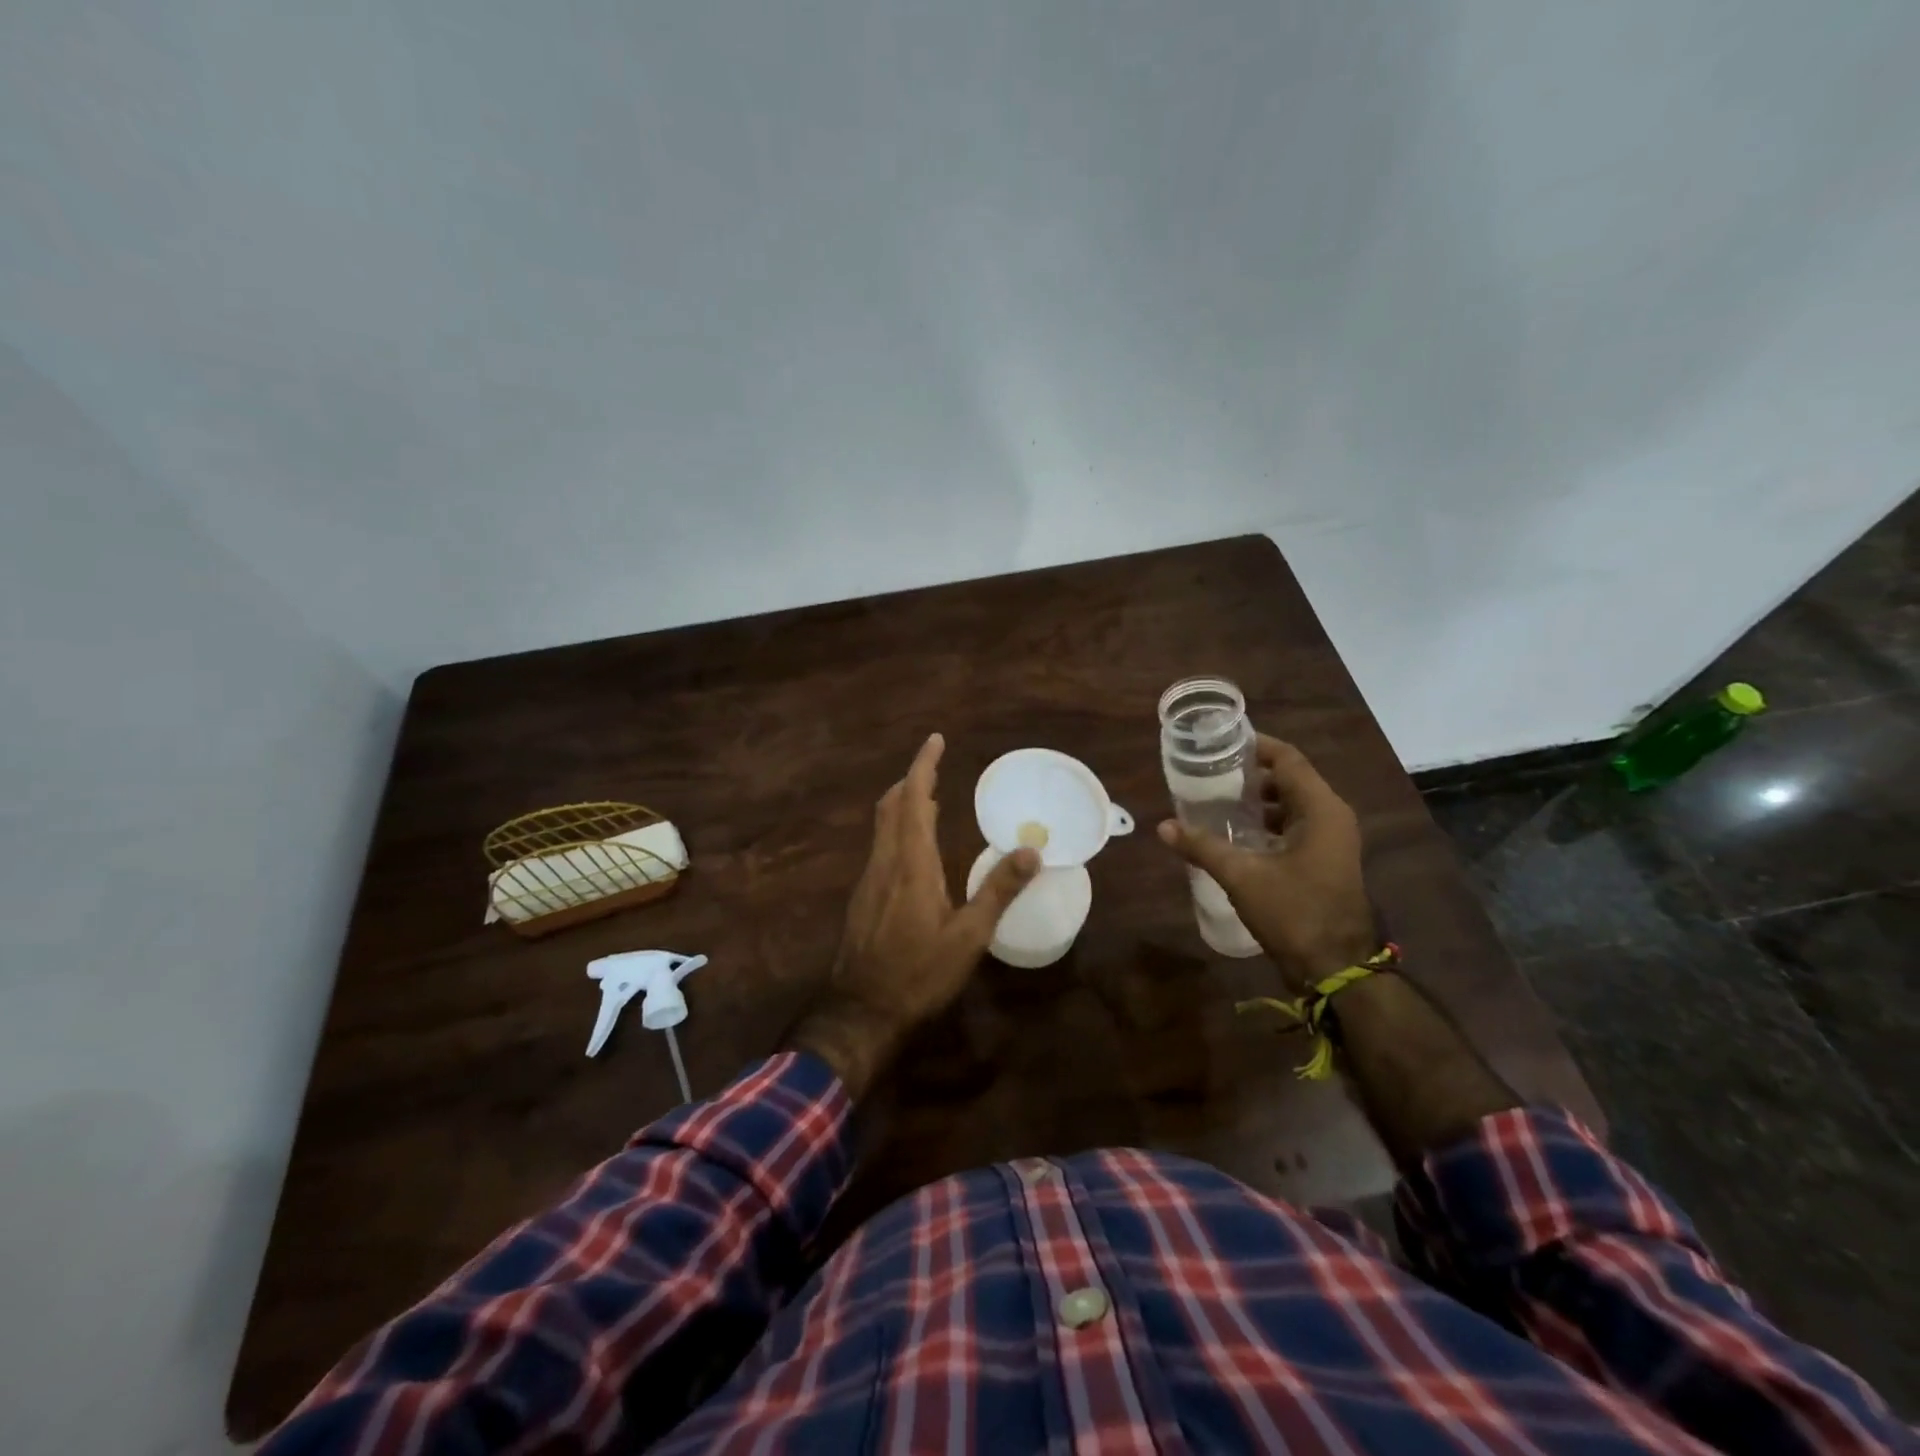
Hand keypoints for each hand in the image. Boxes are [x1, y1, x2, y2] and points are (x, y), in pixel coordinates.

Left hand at [788, 733, 1040, 1097]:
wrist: (861, 1011)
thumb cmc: (919, 973)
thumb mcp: (969, 937)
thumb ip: (998, 890)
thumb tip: (1031, 851)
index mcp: (911, 863)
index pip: (913, 799)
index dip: (923, 767)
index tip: (936, 740)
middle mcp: (885, 861)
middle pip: (891, 805)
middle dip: (912, 780)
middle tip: (936, 768)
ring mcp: (869, 879)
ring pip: (882, 826)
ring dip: (903, 804)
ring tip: (930, 800)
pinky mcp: (863, 897)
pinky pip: (880, 846)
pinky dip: (898, 830)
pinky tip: (914, 850)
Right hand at [1156, 735, 1374, 990]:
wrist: (1335, 969)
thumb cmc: (1294, 913)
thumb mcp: (1242, 877)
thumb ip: (1203, 847)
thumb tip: (1162, 826)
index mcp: (1321, 810)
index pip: (1288, 760)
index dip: (1256, 746)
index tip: (1221, 742)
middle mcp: (1332, 817)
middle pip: (1290, 779)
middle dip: (1251, 773)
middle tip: (1210, 771)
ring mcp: (1332, 841)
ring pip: (1292, 805)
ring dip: (1257, 800)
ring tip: (1216, 799)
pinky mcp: (1325, 861)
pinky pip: (1295, 827)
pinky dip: (1267, 823)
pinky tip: (1235, 833)